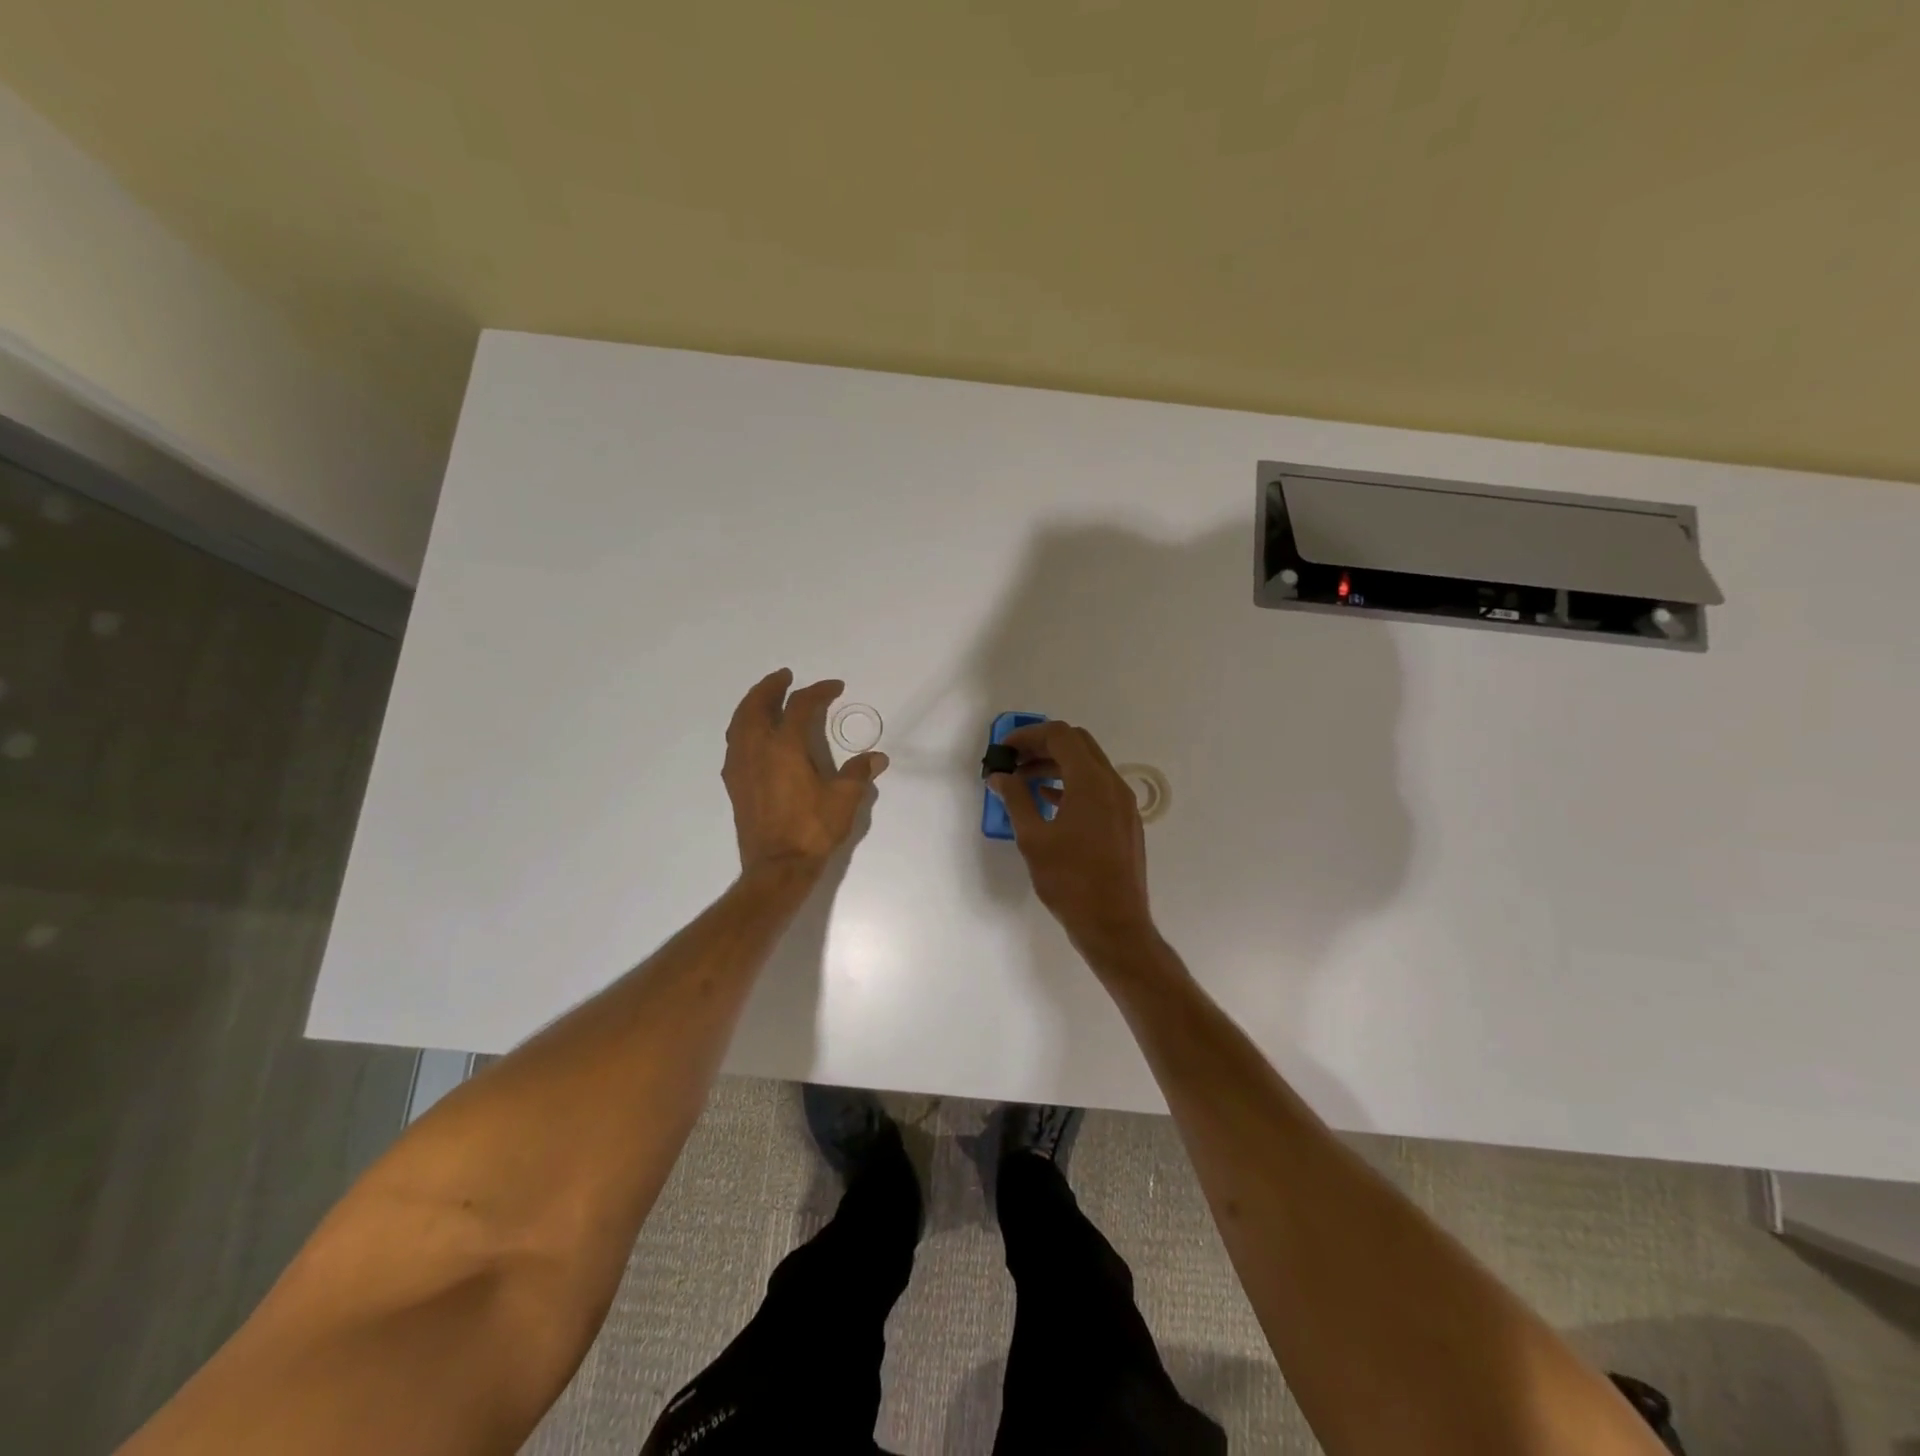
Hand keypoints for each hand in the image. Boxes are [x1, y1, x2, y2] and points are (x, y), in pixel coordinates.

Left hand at [723, 670, 888, 874]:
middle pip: (757, 706)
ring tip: (765, 699)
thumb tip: (876, 758)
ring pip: (739, 723)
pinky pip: (734, 744)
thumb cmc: (812, 830)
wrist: (777, 867)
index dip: (818, 692)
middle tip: (784, 678)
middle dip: (771, 687)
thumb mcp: (844, 799)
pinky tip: (753, 736)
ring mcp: (741, 767)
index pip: (800, 706)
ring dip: (752, 705)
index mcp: (785, 747)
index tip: (835, 687)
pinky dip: (743, 728)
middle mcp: (757, 750)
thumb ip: (858, 773)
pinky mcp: (734, 784)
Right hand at [990, 721, 1155, 955]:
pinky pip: (1098, 788)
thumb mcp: (1033, 838)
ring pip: (1089, 766)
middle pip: (1077, 744)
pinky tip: (1049, 800)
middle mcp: (1113, 784)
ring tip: (1024, 780)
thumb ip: (1016, 799)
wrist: (1114, 924)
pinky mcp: (1125, 822)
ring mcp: (1123, 803)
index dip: (1028, 736)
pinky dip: (1072, 784)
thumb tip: (999, 776)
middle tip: (1013, 761)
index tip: (1004, 750)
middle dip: (1043, 746)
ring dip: (1057, 765)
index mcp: (1091, 782)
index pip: (1060, 736)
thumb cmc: (1070, 881)